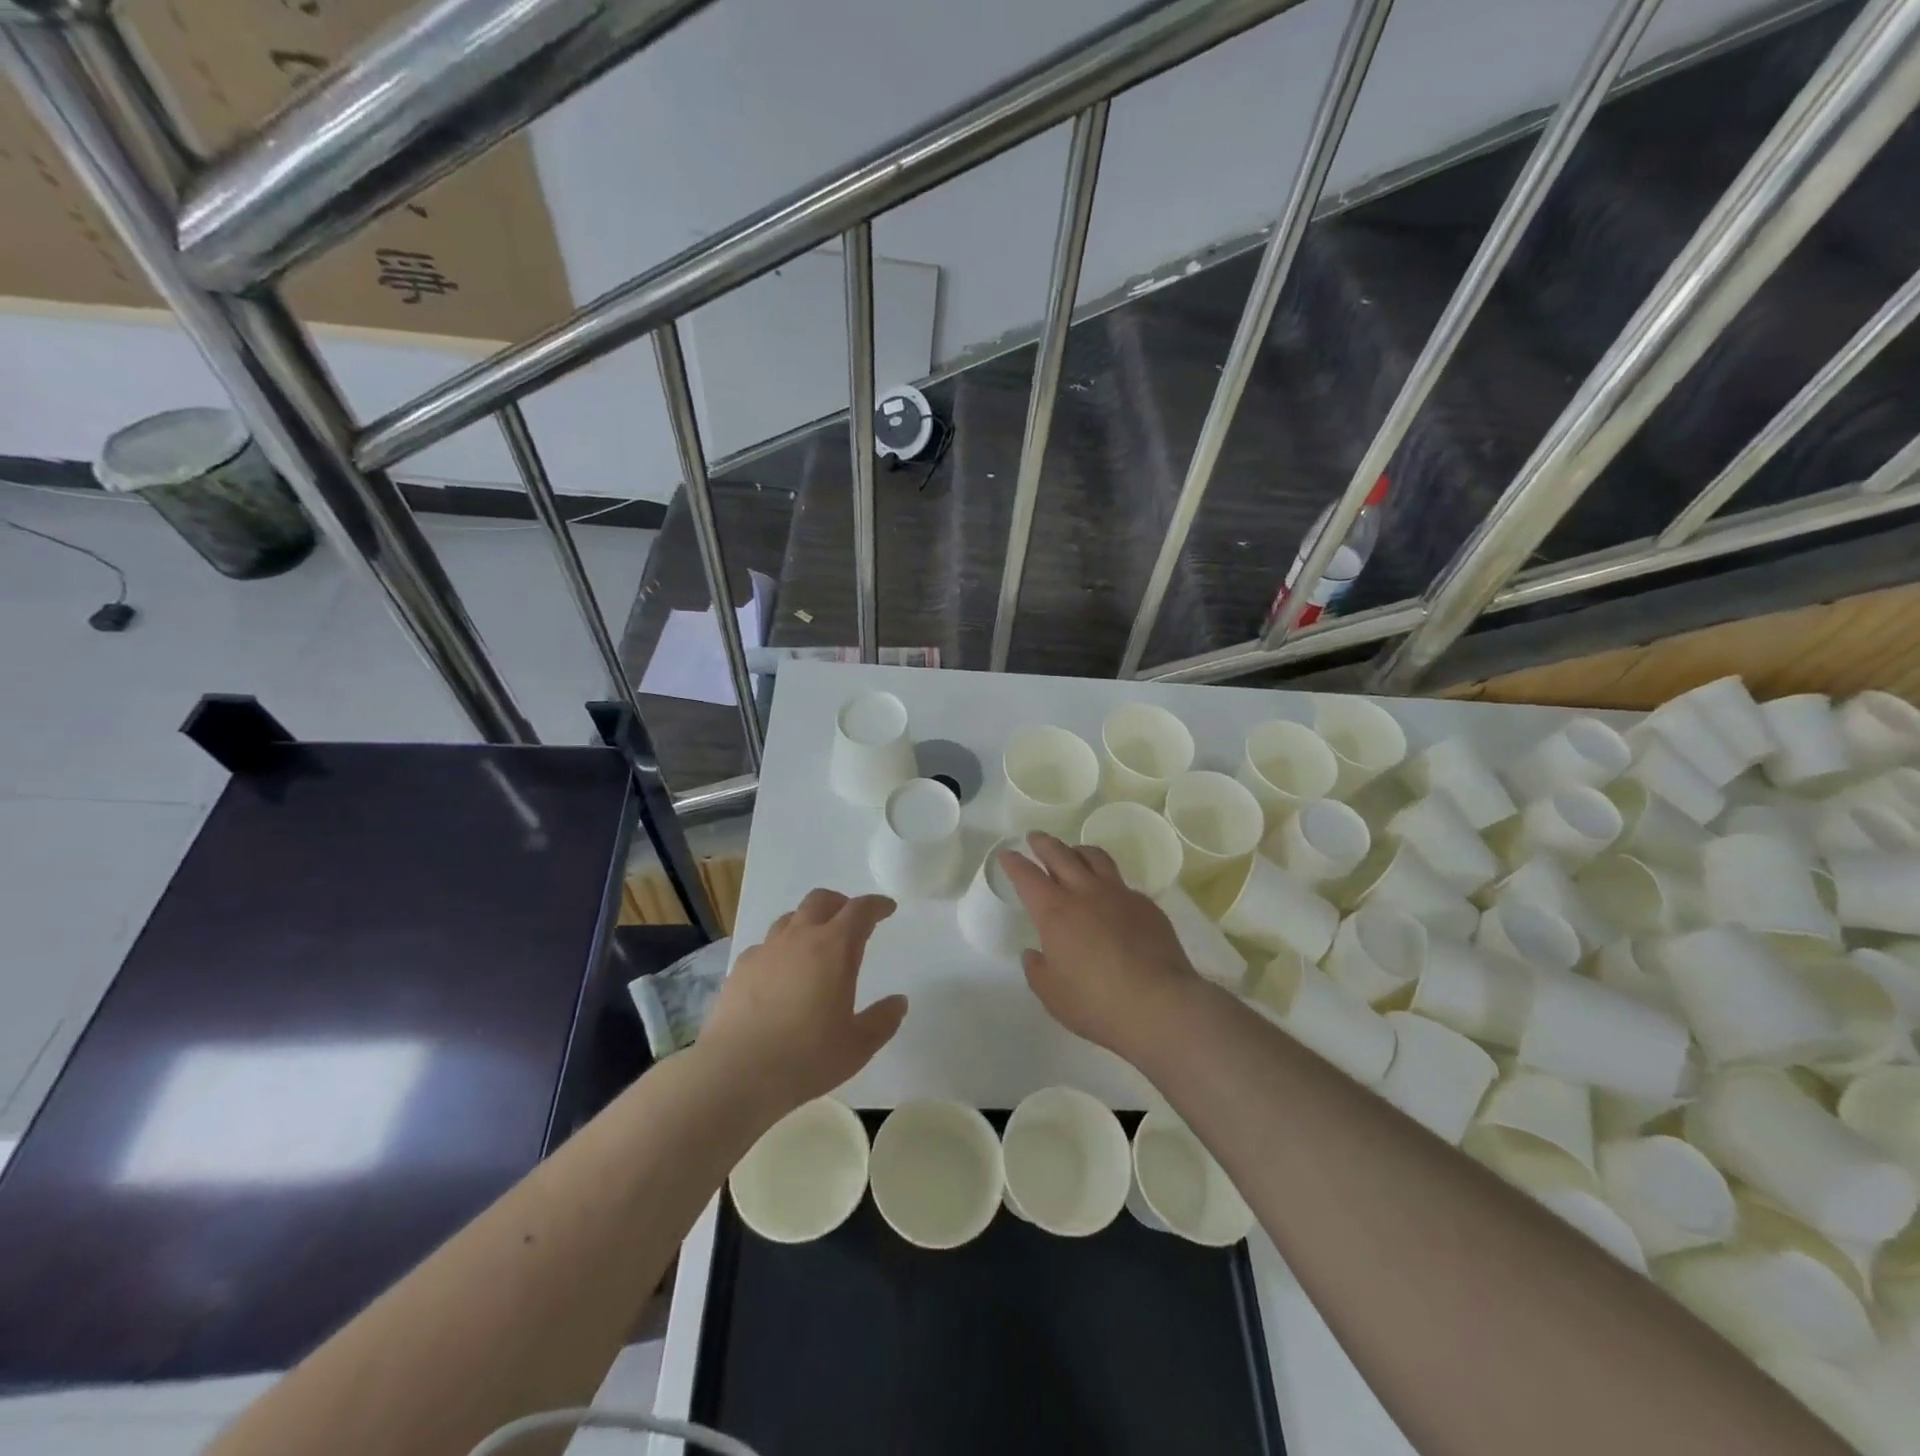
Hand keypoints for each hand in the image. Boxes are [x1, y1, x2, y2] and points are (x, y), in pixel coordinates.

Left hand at [699, 889, 907, 1113]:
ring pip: (790, 918)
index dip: (876, 905)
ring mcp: (766, 950)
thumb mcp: (857, 1046)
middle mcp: (800, 938)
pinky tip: (780, 973)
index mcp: (835, 948)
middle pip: (820, 900)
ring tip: (816, 943)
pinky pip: (765, 945)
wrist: (735, 1073)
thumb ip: (882, 1020)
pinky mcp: (740, 968)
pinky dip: (780, 949)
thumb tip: (898, 1002)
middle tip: (851, 919)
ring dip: (808, 922)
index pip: (860, 910)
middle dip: (841, 903)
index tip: (887, 909)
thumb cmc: (805, 1057)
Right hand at [997, 834, 1198, 1059]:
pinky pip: (1121, 882)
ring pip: (1095, 857)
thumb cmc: (1097, 1003)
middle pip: (1060, 854)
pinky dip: (1107, 880)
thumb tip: (1034, 953)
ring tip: (1073, 853)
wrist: (1160, 1004)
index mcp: (1055, 912)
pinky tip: (1109, 895)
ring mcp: (1119, 894)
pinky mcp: (1146, 905)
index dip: (1014, 863)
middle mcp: (1085, 893)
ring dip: (1078, 850)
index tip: (1007, 854)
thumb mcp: (1053, 995)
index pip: (1027, 876)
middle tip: (1035, 838)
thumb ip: (1037, 970)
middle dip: (1043, 843)